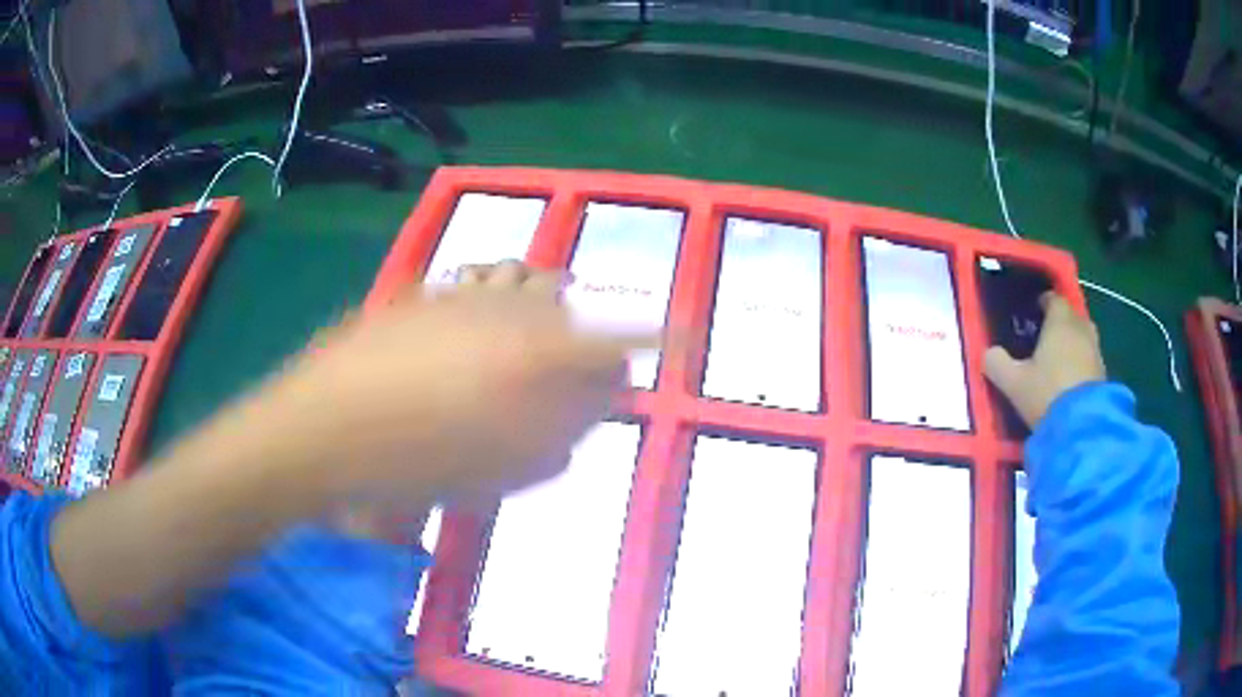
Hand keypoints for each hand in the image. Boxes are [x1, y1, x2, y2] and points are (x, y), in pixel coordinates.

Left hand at [248, 261, 650, 509]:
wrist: (321, 430)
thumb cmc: (413, 465)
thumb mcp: (502, 471)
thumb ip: (562, 434)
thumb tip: (594, 404)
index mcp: (532, 356)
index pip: (617, 338)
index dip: (657, 337)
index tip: (681, 338)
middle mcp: (505, 309)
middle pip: (571, 301)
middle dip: (584, 332)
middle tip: (572, 371)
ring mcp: (459, 293)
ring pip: (525, 278)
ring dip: (541, 306)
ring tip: (526, 341)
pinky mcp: (423, 293)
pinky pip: (479, 279)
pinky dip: (495, 297)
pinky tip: (475, 327)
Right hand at [984, 292, 1105, 427]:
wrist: (1082, 428)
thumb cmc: (1047, 394)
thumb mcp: (1013, 383)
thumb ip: (997, 364)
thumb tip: (987, 353)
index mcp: (1059, 320)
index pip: (1053, 299)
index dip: (1043, 303)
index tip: (1033, 312)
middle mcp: (1080, 328)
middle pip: (1070, 316)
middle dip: (1060, 323)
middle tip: (1044, 338)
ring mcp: (1095, 351)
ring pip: (1082, 337)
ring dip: (1072, 344)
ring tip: (1058, 360)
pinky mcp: (1103, 374)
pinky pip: (1089, 359)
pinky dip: (1080, 364)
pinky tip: (1070, 381)